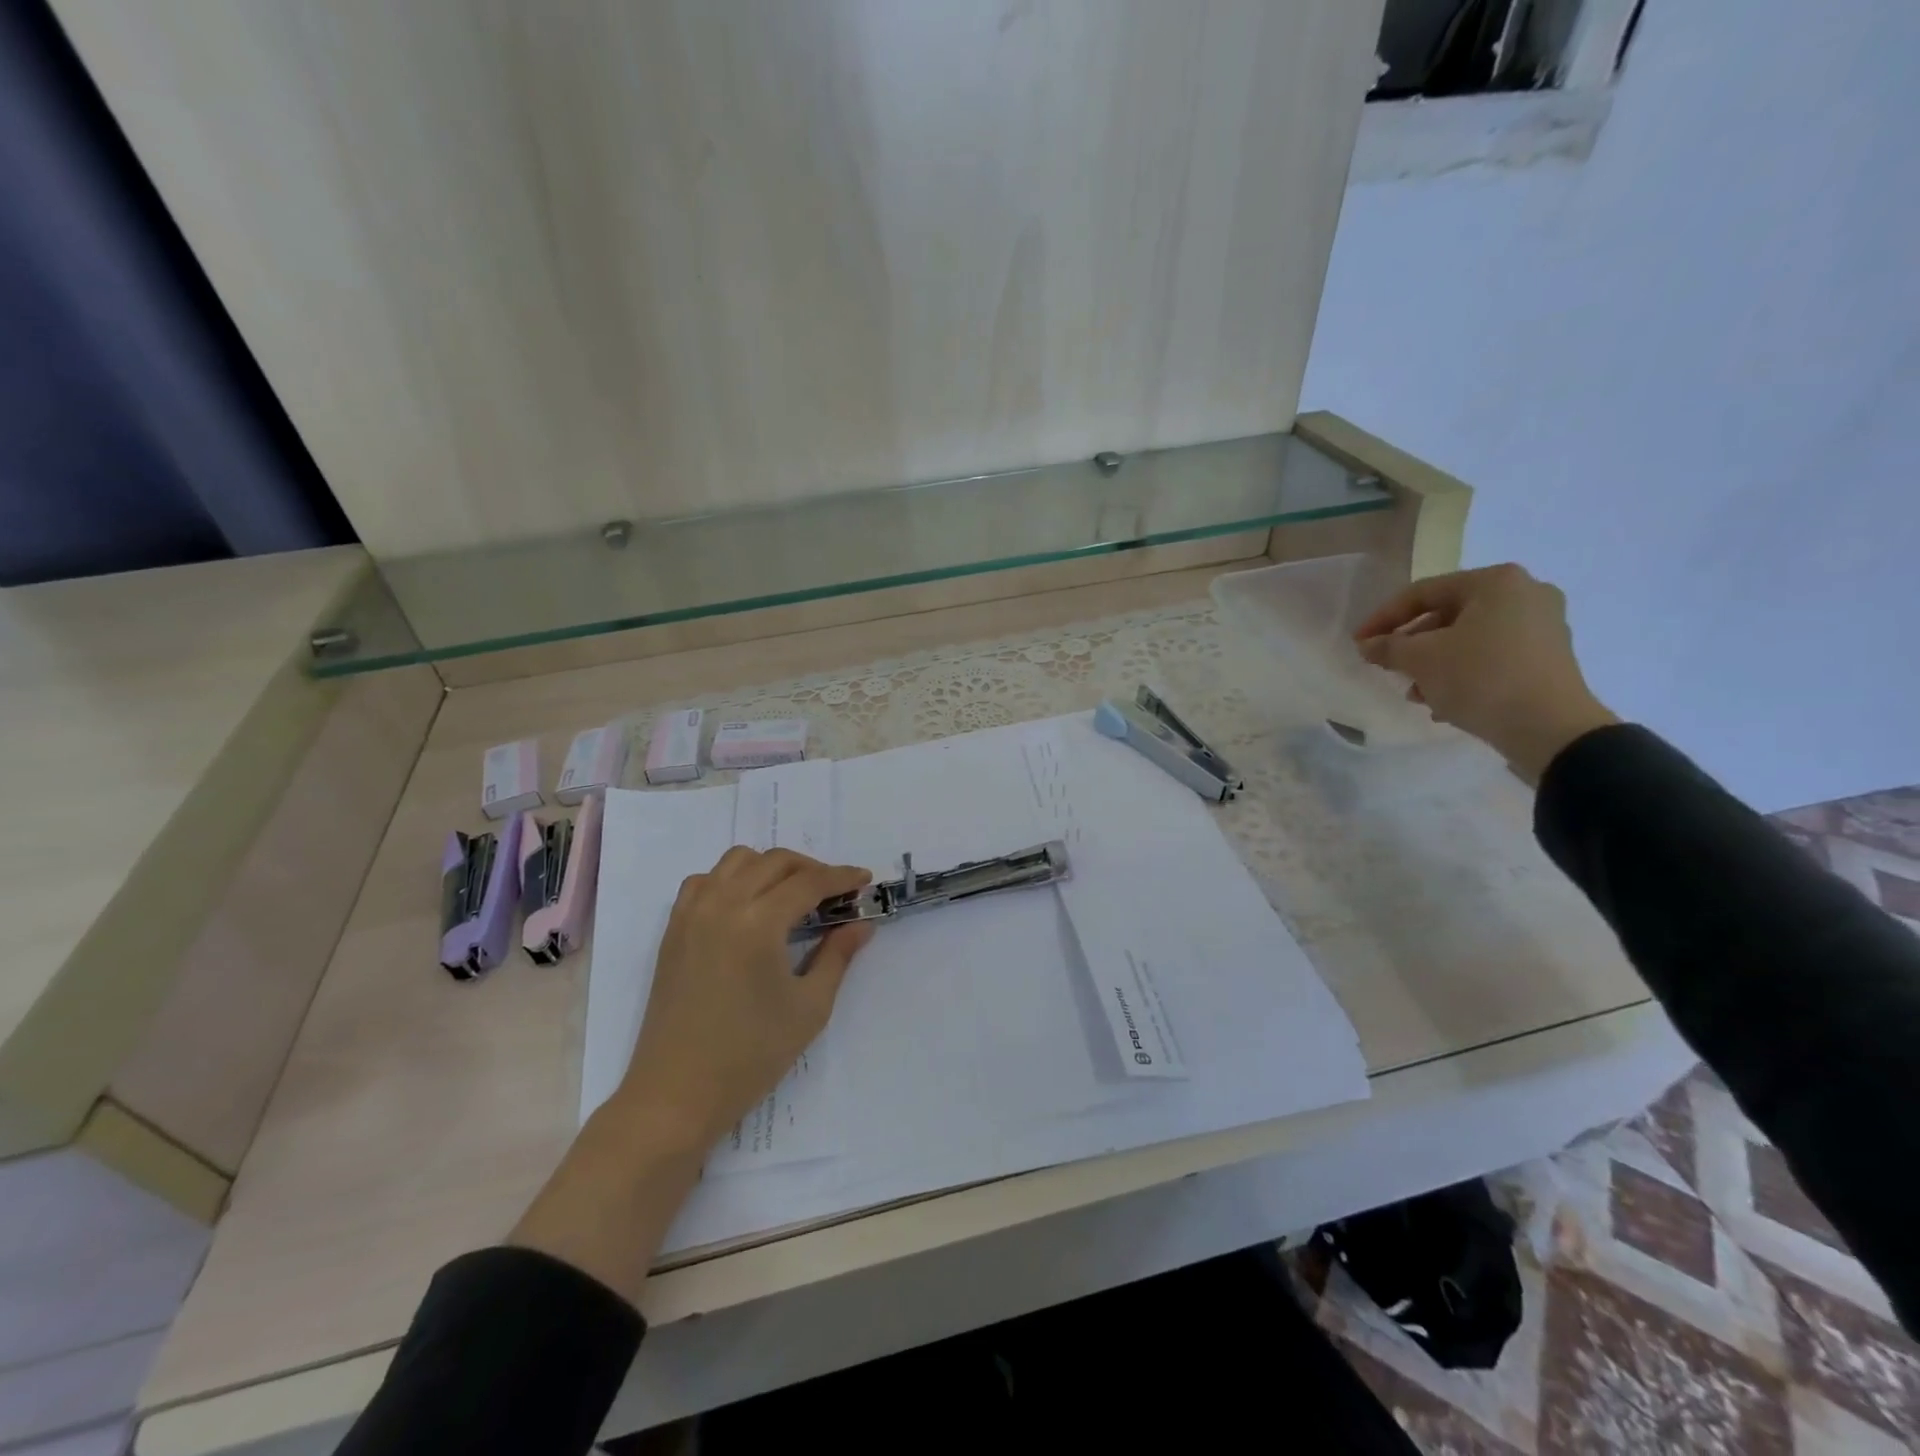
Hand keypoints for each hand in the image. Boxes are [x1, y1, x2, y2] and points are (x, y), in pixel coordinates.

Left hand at [615, 847, 875, 1149]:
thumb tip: (861, 925)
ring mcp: (692, 914)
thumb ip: (837, 956)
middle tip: (834, 893)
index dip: (841, 877)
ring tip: (791, 894)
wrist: (676, 1095)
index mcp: (758, 923)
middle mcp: (722, 905)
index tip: (864, 880)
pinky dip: (731, 879)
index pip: (808, 882)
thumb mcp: (809, 1007)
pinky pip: (704, 881)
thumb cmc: (751, 1056)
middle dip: (811, 868)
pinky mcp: (673, 929)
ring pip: (737, 861)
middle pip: (774, 861)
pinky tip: (746, 905)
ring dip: (771, 867)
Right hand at [1353, 563, 1618, 783]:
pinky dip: (1462, 673)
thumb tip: (1367, 645)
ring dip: (1434, 664)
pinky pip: (1491, 656)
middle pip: (1447, 615)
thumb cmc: (1481, 678)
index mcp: (1495, 582)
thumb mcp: (1421, 659)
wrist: (1550, 728)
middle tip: (1387, 668)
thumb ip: (1388, 647)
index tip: (1359, 643)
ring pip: (1468, 639)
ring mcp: (1542, 625)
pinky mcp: (1548, 657)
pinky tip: (1444, 702)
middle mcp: (1525, 593)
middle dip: (1411, 645)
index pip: (1422, 593)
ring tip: (1414, 693)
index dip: (1383, 618)